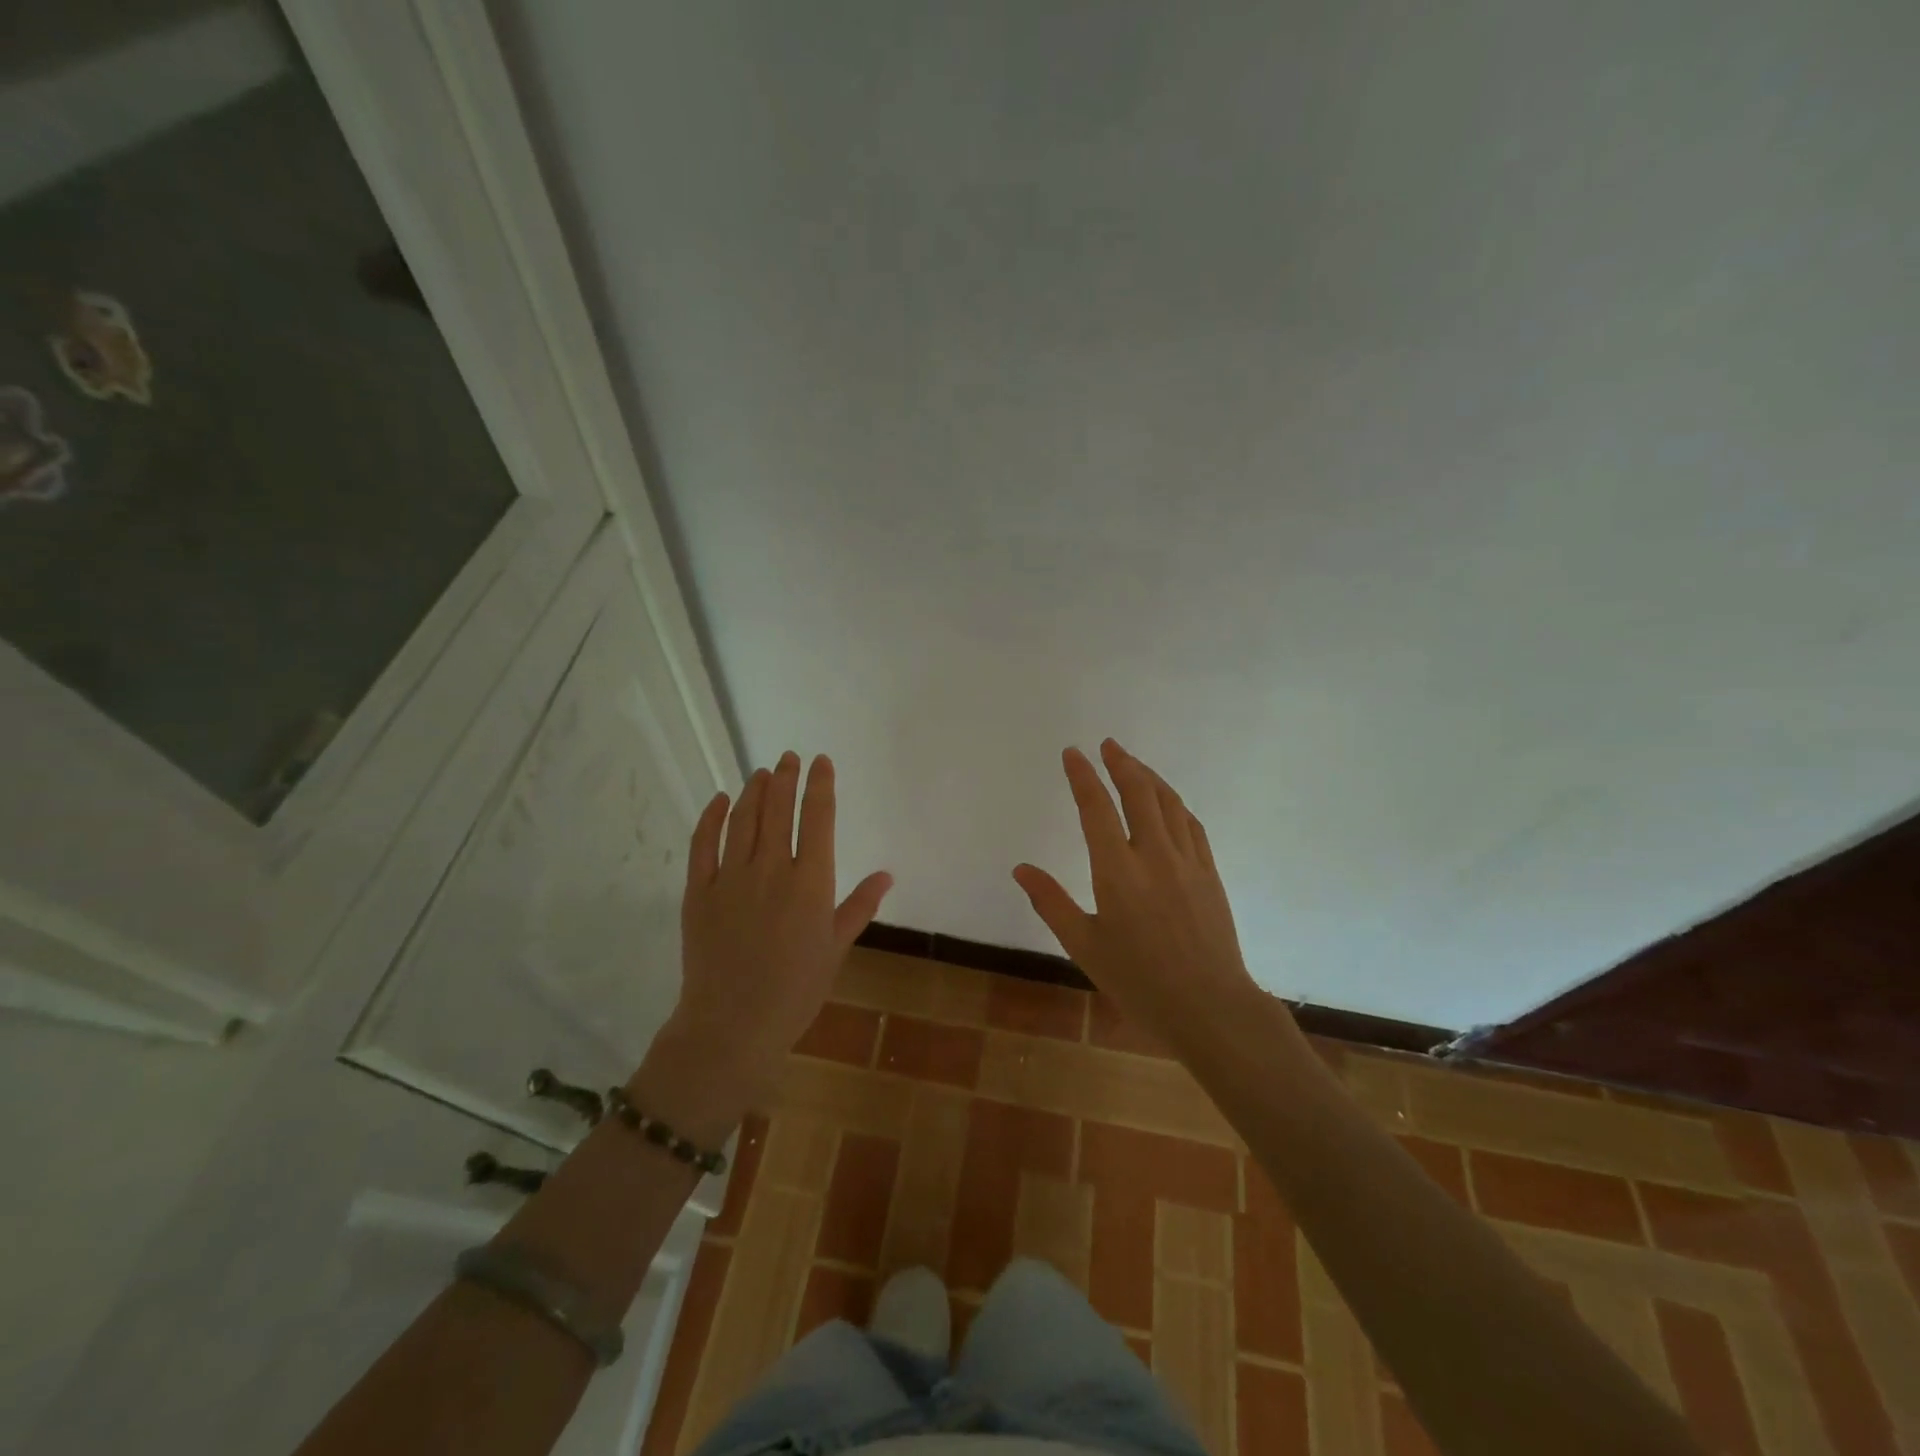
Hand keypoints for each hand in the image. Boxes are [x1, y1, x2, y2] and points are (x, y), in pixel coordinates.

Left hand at [648, 752, 891, 1126]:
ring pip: (744, 819)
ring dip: (755, 790)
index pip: (819, 818)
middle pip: (780, 810)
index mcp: (810, 883)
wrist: (732, 1025)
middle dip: (787, 778)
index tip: (821, 761)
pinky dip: (712, 817)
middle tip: (790, 757)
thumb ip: (859, 906)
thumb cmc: (795, 991)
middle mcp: (771, 869)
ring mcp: (730, 877)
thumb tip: (887, 873)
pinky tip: (721, 800)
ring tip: (763, 772)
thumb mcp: (836, 948)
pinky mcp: (697, 891)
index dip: (820, 785)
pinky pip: (703, 843)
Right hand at [1014, 740, 1278, 1050]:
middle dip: (1120, 763)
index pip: (1096, 809)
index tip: (1072, 753)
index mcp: (1117, 872)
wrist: (1209, 1007)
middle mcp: (1154, 856)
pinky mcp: (1210, 874)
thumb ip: (1051, 903)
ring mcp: (1187, 862)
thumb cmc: (1139, 981)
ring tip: (1133, 763)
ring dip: (1149, 776)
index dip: (1083, 776)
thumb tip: (1021, 870)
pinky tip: (1168, 802)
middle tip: (1107, 745)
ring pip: (1169, 803)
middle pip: (1138, 793)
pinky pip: (1192, 825)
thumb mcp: (1084, 946)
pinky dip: (1175, 804)